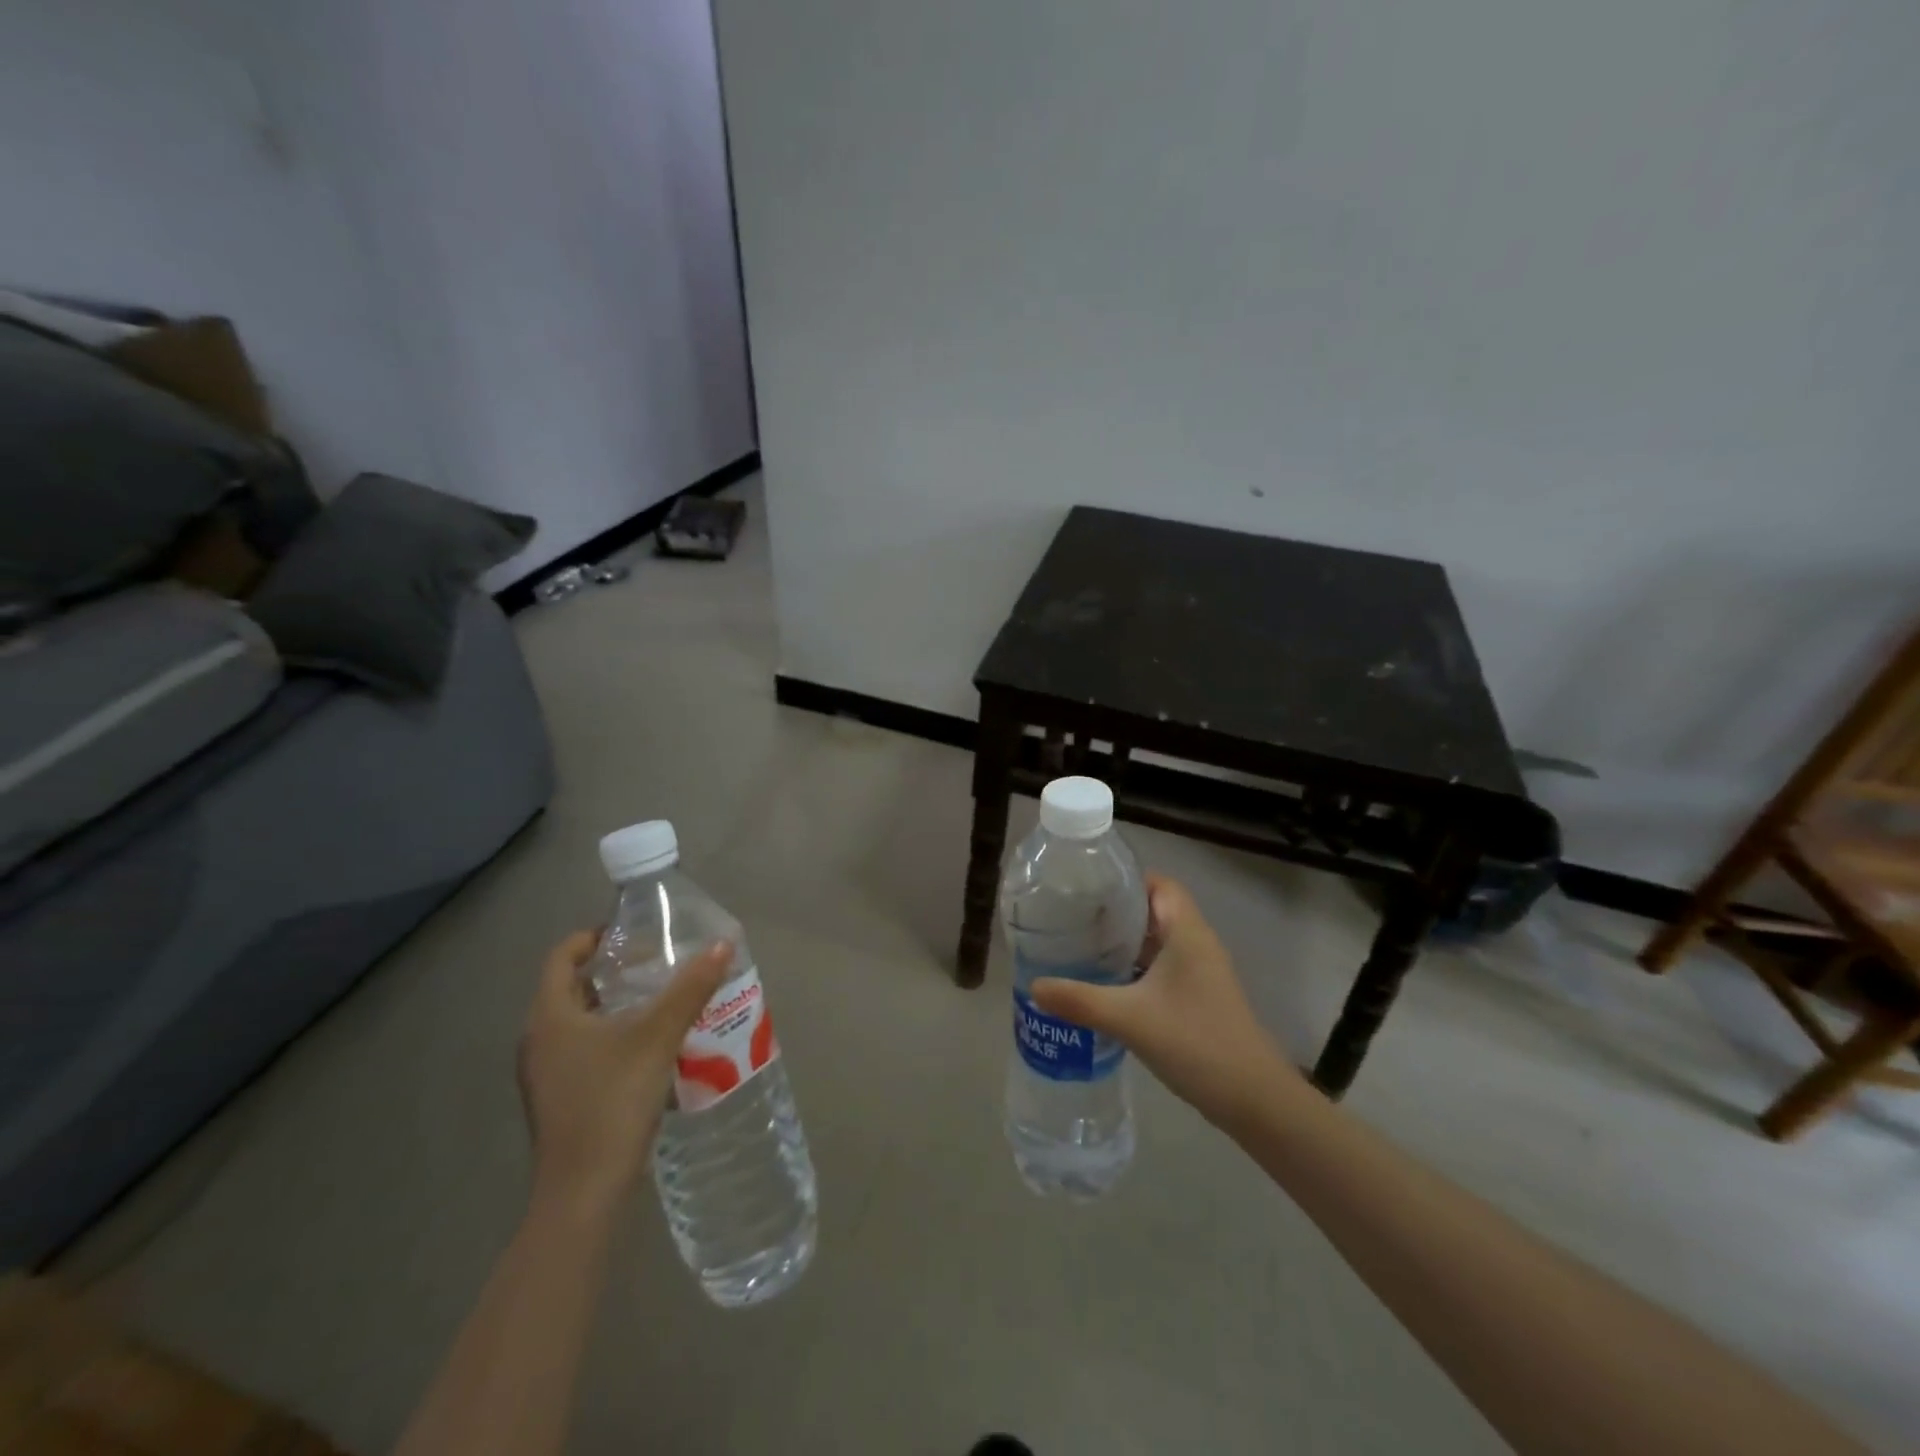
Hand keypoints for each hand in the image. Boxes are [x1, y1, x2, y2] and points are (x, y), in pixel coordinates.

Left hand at [517, 930, 730, 1214]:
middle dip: (612, 970)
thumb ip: (690, 989)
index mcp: (550, 1017)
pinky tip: (651, 1046)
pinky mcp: (560, 1099)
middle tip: (656, 962)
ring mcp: (546, 1074)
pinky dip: (612, 1035)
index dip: (592, 937)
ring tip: (660, 998)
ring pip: (579, 1021)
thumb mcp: (658, 1037)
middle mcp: (538, 1040)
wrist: (583, 1193)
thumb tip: (722, 944)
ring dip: (615, 1004)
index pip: (561, 956)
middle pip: (572, 987)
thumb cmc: (612, 1102)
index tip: (631, 932)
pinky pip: (584, 1049)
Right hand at [1029, 875, 1298, 1127]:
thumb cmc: (1195, 1042)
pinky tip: (1104, 984)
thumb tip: (1033, 986)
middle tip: (1071, 916)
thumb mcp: (1129, 1019)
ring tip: (1080, 945)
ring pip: (1157, 941)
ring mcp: (1200, 973)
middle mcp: (1196, 943)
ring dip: (1123, 941)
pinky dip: (1134, 968)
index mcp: (1187, 932)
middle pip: (1154, 910)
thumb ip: (1079, 1000)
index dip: (1124, 879)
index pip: (1158, 883)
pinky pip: (1161, 968)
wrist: (1253, 1100)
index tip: (1085, 886)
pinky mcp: (1198, 998)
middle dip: (1114, 911)